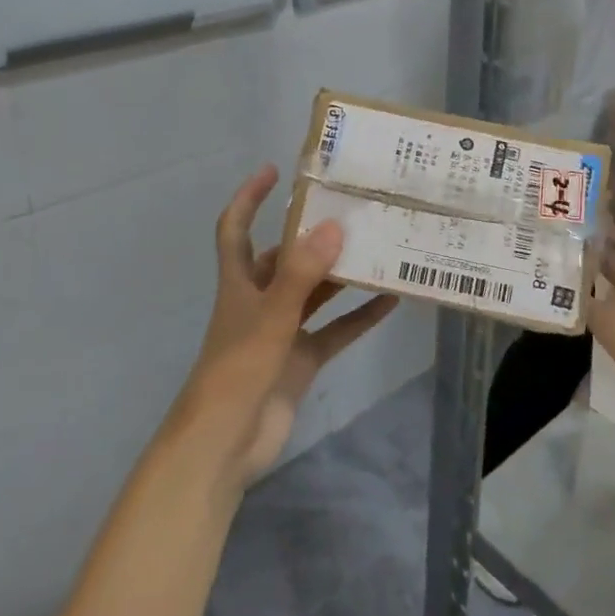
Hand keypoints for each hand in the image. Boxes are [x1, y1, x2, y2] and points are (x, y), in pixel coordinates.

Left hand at [174, 165, 397, 488]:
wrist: (224, 445)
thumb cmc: (237, 370)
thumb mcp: (271, 316)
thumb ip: (302, 274)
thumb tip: (333, 226)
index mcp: (239, 283)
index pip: (236, 228)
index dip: (249, 198)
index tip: (274, 170)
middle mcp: (259, 300)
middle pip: (285, 257)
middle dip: (312, 235)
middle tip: (351, 210)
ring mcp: (281, 331)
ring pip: (315, 293)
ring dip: (341, 275)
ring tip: (378, 247)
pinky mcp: (299, 360)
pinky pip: (334, 331)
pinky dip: (358, 318)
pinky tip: (389, 301)